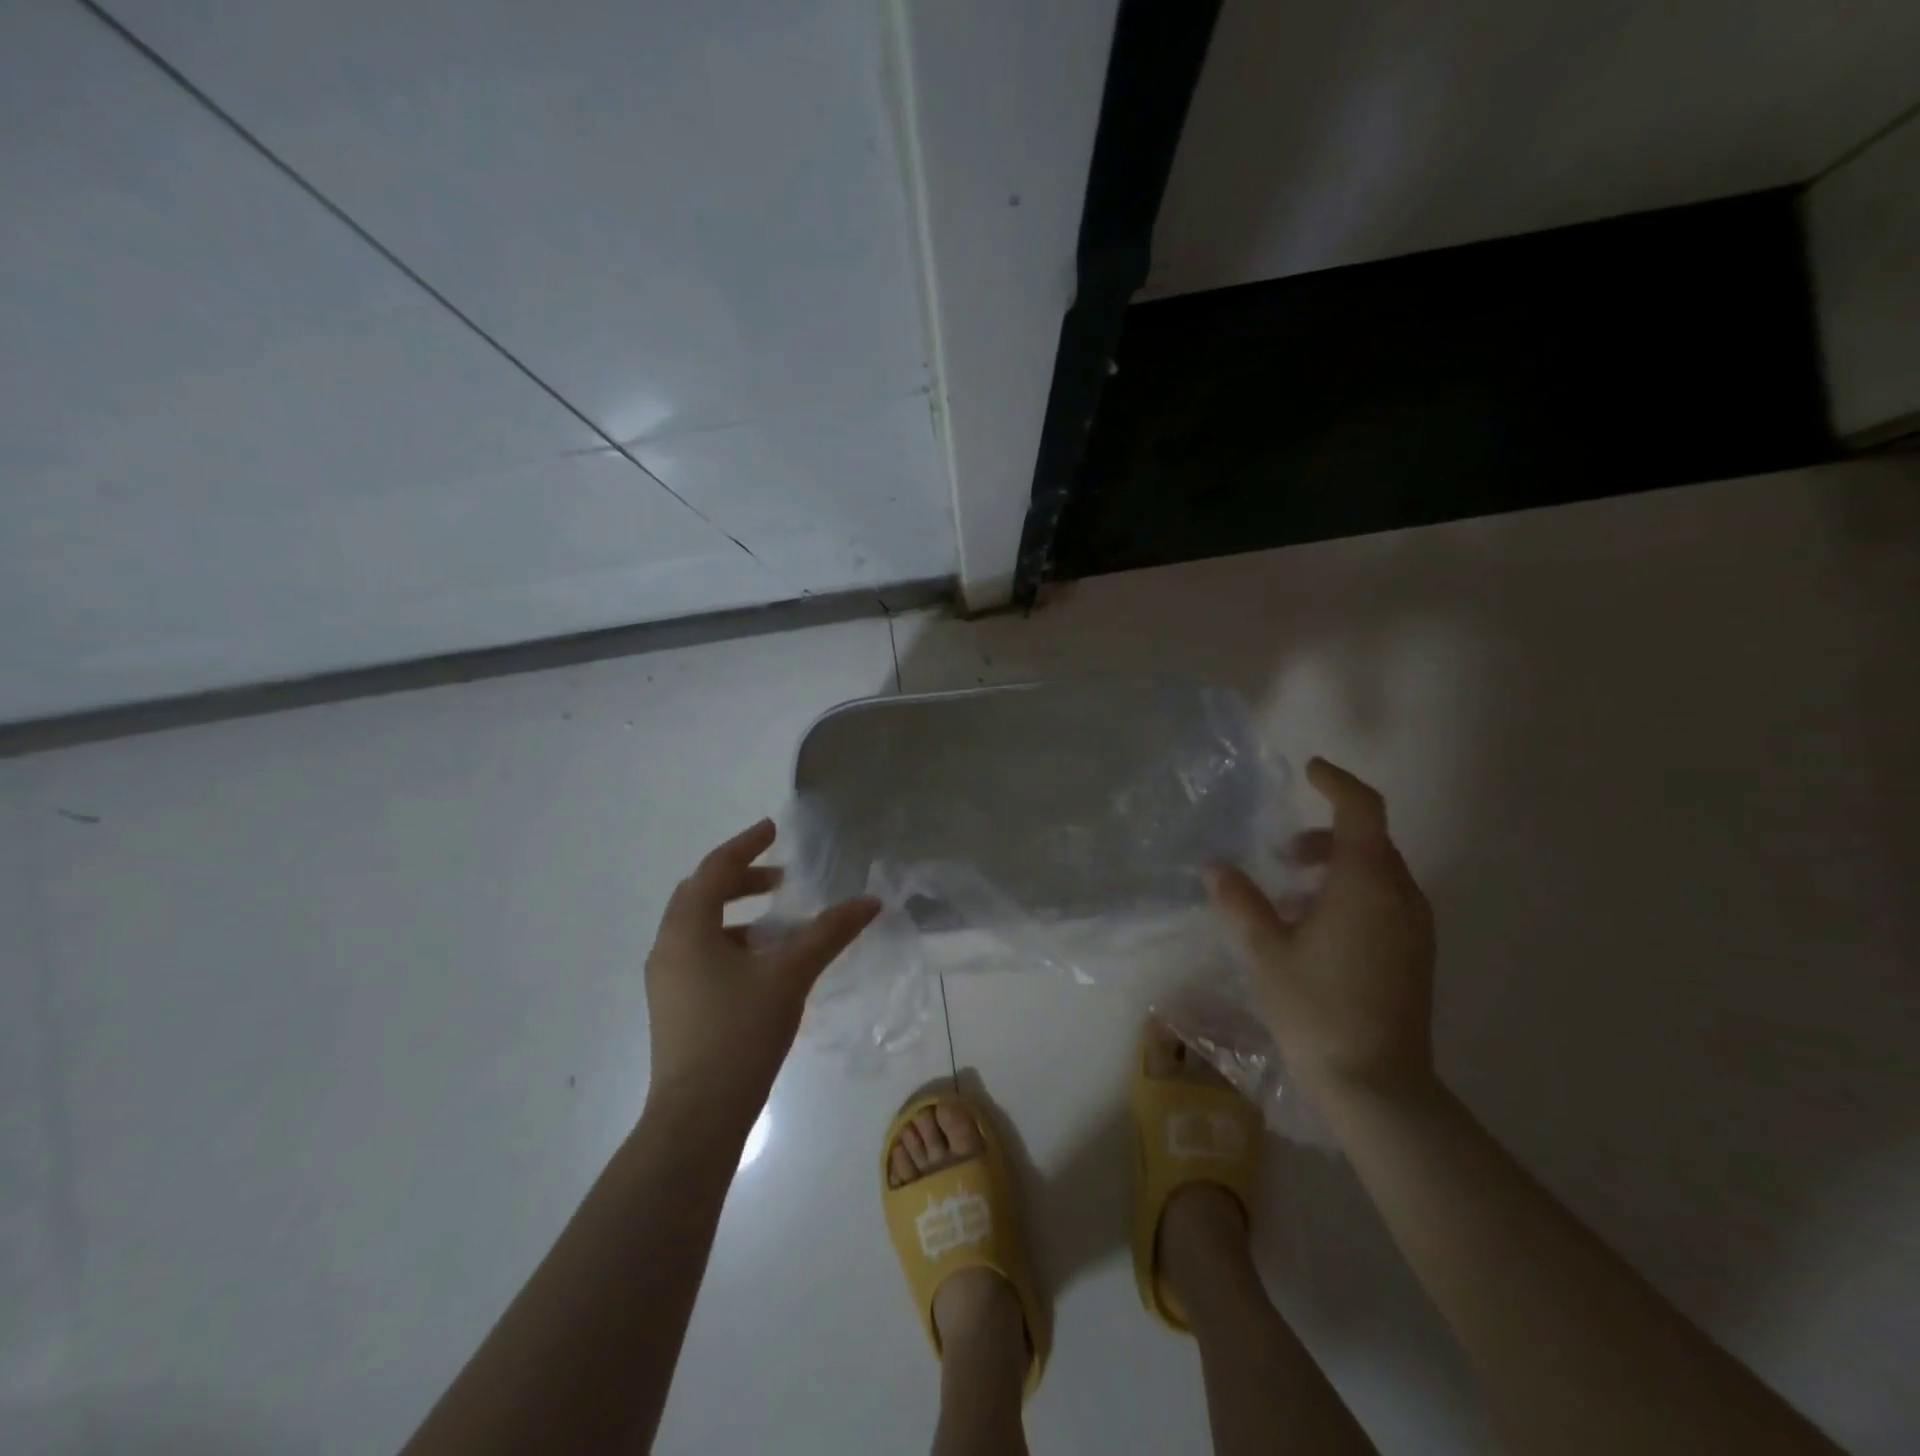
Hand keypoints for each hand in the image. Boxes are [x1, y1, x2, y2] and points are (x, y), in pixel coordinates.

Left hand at [645, 819, 878, 1118]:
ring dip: (736, 914)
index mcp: (687, 930)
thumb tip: (870, 901)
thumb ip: (829, 933)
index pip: (714, 869)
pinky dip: (730, 943)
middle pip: (701, 894)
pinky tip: (763, 966)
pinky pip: (700, 955)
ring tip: (778, 924)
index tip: (774, 830)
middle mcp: (668, 947)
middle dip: (741, 879)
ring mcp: (666, 980)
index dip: (746, 845)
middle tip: (780, 879)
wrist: (696, 1118)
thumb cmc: (740, 1034)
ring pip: (699, 928)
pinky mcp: (673, 1007)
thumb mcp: (790, 975)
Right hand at [1206, 758, 1436, 1105]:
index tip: (1309, 770)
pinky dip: (1351, 893)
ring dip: (1337, 867)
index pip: (1362, 810)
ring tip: (1290, 895)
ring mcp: (1414, 927)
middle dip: (1326, 836)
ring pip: (1378, 872)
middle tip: (1281, 855)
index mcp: (1367, 883)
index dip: (1337, 783)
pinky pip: (1385, 900)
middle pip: (1370, 840)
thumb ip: (1240, 900)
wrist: (1377, 1085)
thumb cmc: (1316, 1007)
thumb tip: (1215, 867)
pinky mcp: (1415, 953)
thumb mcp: (1265, 950)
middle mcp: (1401, 896)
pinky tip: (1314, 927)